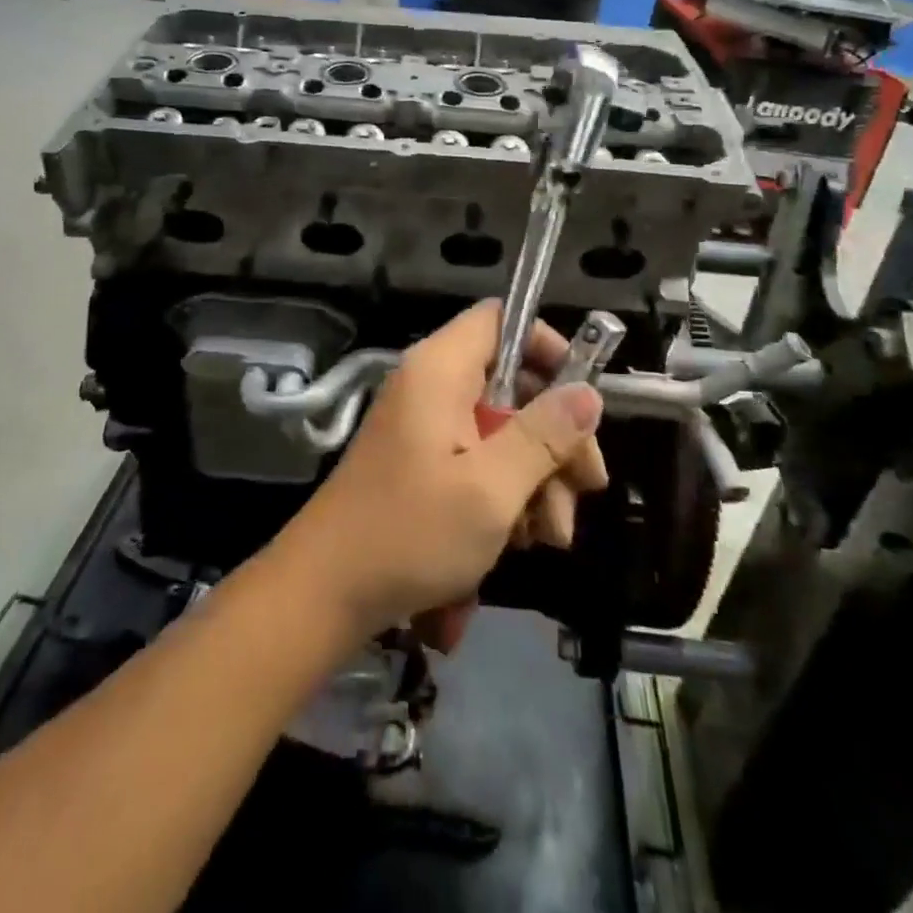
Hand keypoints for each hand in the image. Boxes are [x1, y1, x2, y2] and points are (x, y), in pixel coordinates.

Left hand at [274, 301, 606, 648]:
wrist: (324, 592)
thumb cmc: (410, 534)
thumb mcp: (491, 488)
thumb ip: (544, 436)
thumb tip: (588, 393)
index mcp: (440, 371)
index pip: (500, 320)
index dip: (547, 347)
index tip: (582, 398)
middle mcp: (431, 387)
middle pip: (511, 383)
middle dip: (553, 436)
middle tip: (584, 487)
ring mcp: (424, 427)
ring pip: (500, 430)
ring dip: (535, 477)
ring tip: (550, 536)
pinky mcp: (420, 464)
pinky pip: (476, 460)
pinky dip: (504, 493)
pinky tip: (518, 541)